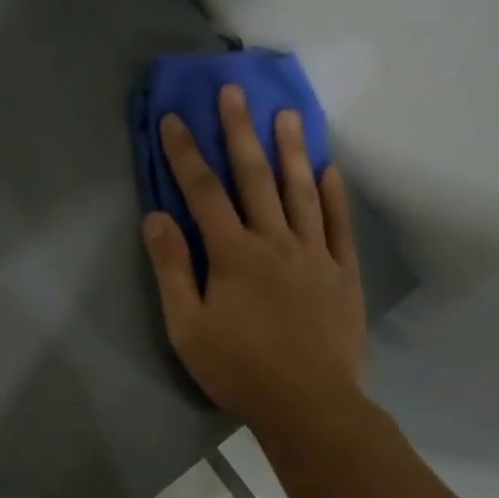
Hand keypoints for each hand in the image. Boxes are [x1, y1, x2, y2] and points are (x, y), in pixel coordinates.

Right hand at [141, 84, 365, 429]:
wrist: (309, 405)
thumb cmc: (238, 368)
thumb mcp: (187, 326)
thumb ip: (172, 269)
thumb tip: (155, 218)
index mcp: (232, 254)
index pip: (202, 192)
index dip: (185, 153)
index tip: (174, 118)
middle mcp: (274, 241)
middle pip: (254, 177)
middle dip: (239, 132)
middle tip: (234, 92)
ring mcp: (314, 254)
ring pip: (300, 192)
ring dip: (290, 151)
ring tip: (287, 115)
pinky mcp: (343, 274)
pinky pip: (339, 225)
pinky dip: (333, 195)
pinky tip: (328, 170)